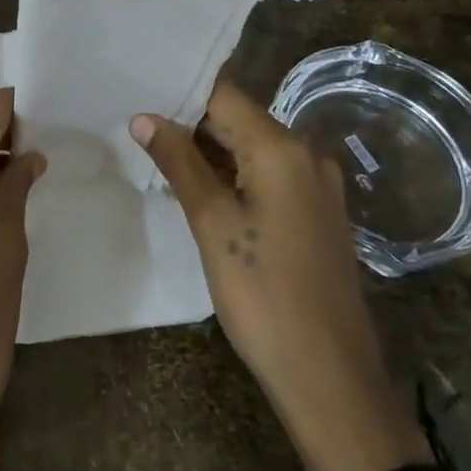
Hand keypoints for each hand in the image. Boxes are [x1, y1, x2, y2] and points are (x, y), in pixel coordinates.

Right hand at [130, 81, 427, 470]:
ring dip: (211, 152)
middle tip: (140, 128)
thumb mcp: (212, 224)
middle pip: (240, 120)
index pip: (224, 95)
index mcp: (283, 149)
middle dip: (191, 124)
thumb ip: (179, 163)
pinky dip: (235, 175)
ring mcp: (318, 185)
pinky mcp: (318, 213)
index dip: (181, 93)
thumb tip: (144, 118)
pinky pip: (270, 175)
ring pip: (253, 149)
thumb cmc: (264, 296)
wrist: (330, 377)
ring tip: (160, 156)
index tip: (140, 93)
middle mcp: (307, 155)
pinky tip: (201, 191)